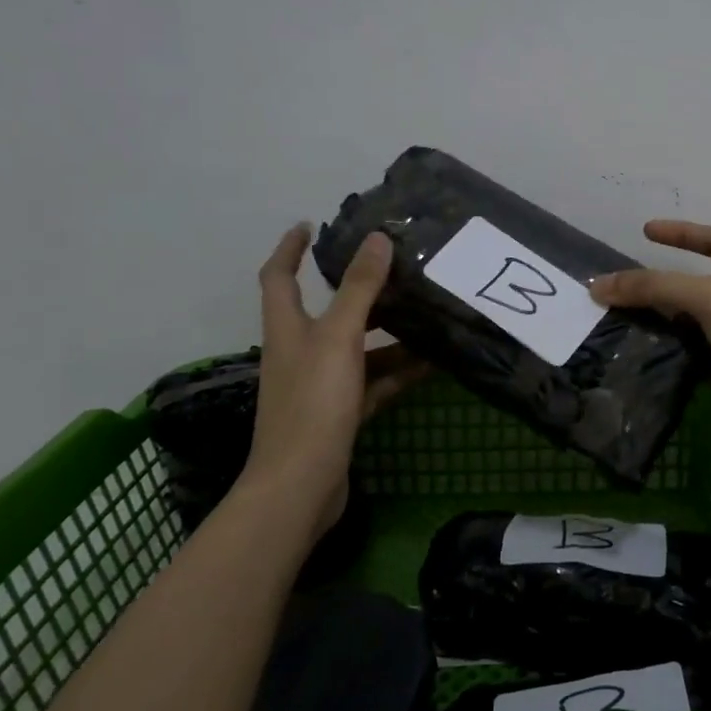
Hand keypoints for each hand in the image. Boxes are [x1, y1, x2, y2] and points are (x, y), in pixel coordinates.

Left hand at [240, 225, 426, 530]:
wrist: (300, 485)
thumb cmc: (313, 403)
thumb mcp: (339, 338)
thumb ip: (359, 289)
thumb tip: (378, 238)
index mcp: (288, 328)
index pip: (279, 276)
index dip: (290, 248)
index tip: (308, 225)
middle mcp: (299, 352)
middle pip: (327, 312)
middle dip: (358, 291)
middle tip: (397, 271)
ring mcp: (319, 387)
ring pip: (357, 350)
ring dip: (388, 335)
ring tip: (427, 316)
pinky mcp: (339, 416)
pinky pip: (372, 384)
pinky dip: (396, 374)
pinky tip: (430, 365)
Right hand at [589, 221, 710, 475]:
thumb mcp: (708, 298)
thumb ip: (655, 287)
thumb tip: (600, 285)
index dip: (681, 232)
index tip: (646, 232)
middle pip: (694, 284)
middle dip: (659, 284)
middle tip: (621, 290)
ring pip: (688, 322)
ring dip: (659, 321)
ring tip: (620, 323)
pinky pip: (689, 355)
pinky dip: (667, 353)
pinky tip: (640, 357)